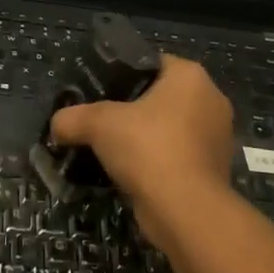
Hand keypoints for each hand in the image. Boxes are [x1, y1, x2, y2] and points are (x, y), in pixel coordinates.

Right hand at [49, 56, 235, 248]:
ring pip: (170, 128)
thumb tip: (56, 126)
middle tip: (101, 120)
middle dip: (132, 108)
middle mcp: (211, 100)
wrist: (186, 210)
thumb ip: (73, 118)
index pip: (152, 62)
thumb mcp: (98, 124)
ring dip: (145, 137)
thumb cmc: (148, 148)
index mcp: (190, 76)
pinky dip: (158, 161)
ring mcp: (217, 137)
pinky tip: (131, 172)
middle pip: (161, 96)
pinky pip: (178, 155)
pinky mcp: (214, 169)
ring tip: (112, 148)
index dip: (122, 74)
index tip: (99, 91)